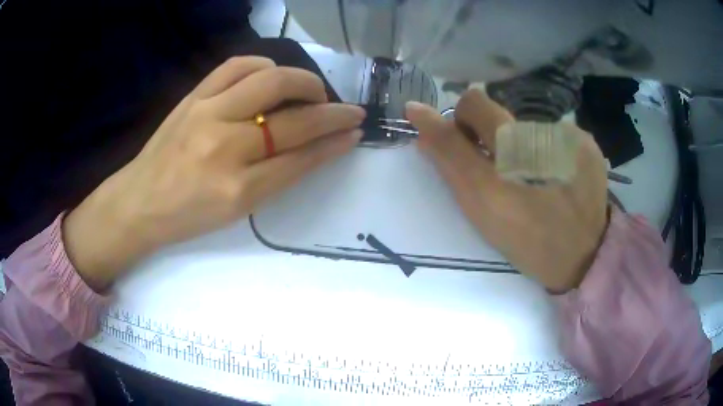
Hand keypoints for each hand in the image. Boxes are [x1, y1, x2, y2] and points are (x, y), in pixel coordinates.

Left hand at [63, 57, 365, 290]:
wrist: (139, 201)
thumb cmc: (188, 216)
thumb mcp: (236, 212)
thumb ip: (277, 178)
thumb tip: (315, 147)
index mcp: (237, 190)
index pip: (300, 159)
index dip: (334, 143)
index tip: (355, 131)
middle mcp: (224, 147)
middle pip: (292, 120)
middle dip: (331, 112)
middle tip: (347, 110)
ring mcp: (206, 114)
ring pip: (269, 82)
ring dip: (302, 81)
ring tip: (311, 90)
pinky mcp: (193, 97)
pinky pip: (235, 66)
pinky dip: (262, 64)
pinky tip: (271, 74)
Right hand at [406, 90, 608, 291]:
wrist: (585, 258)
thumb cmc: (528, 241)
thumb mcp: (482, 207)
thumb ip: (449, 157)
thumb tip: (418, 112)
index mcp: (510, 154)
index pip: (472, 104)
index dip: (460, 123)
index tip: (465, 148)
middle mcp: (541, 134)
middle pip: (494, 109)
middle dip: (486, 134)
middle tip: (499, 172)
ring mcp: (569, 135)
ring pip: (522, 124)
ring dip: (518, 146)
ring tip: (533, 182)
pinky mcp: (587, 143)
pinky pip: (551, 133)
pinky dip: (546, 152)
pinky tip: (556, 178)